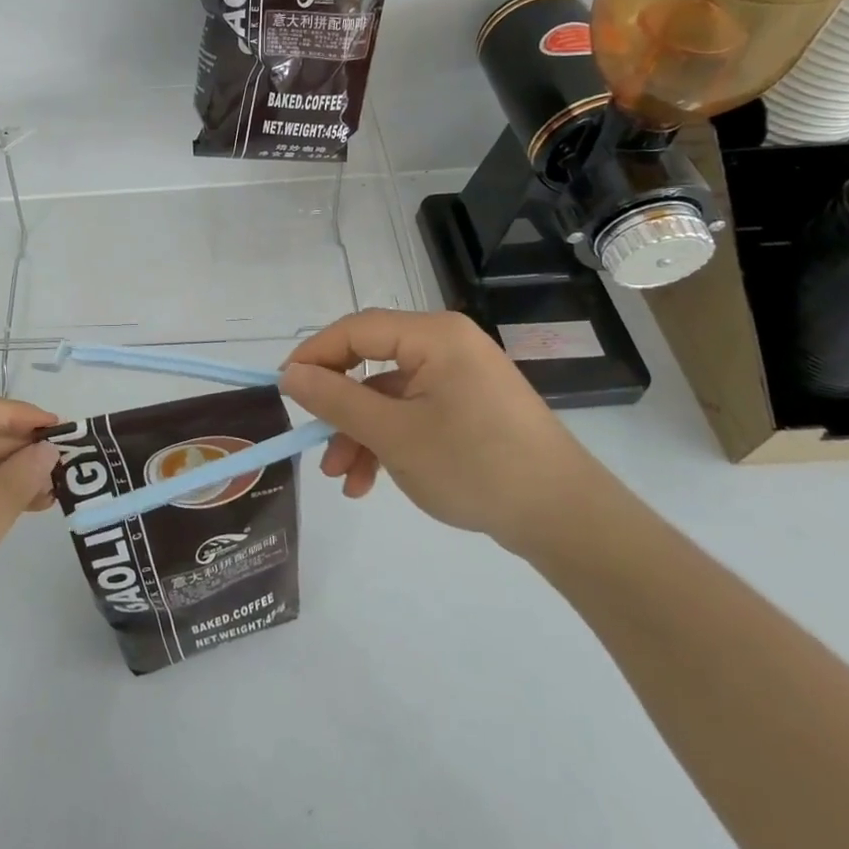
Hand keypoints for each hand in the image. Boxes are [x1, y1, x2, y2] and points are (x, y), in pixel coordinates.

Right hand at [280, 310, 601, 554]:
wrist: (565, 519)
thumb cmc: (475, 465)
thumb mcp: (394, 435)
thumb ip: (336, 400)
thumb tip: (290, 374)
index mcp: (433, 336)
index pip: (356, 330)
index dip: (315, 355)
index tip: (283, 388)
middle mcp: (446, 345)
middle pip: (371, 363)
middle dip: (339, 407)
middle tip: (312, 439)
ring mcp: (460, 378)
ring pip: (389, 395)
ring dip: (360, 433)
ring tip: (342, 479)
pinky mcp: (469, 407)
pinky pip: (413, 413)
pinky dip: (389, 441)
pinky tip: (371, 482)